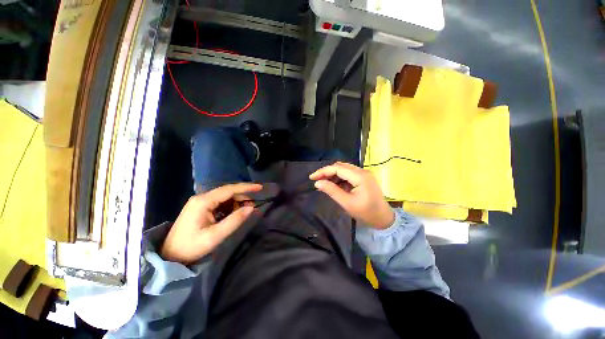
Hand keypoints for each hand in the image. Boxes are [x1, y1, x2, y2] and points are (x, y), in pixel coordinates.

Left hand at [160, 183, 262, 263]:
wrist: (169, 255)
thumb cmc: (191, 246)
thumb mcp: (215, 235)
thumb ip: (235, 220)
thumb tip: (251, 208)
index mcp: (203, 201)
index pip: (229, 189)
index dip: (246, 187)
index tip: (260, 187)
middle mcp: (202, 198)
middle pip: (227, 192)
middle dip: (242, 196)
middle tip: (254, 205)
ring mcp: (201, 202)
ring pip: (224, 197)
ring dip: (237, 202)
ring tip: (246, 210)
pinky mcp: (201, 207)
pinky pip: (220, 203)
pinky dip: (230, 207)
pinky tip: (235, 213)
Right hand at [309, 162, 394, 228]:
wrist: (383, 219)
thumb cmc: (366, 213)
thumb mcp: (347, 203)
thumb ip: (332, 191)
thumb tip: (317, 183)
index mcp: (360, 176)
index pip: (337, 168)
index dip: (323, 171)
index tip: (312, 177)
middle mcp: (362, 171)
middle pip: (340, 167)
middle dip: (327, 172)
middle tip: (316, 180)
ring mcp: (363, 174)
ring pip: (343, 169)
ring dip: (332, 175)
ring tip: (323, 183)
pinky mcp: (363, 178)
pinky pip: (348, 174)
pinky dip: (339, 178)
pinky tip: (333, 185)